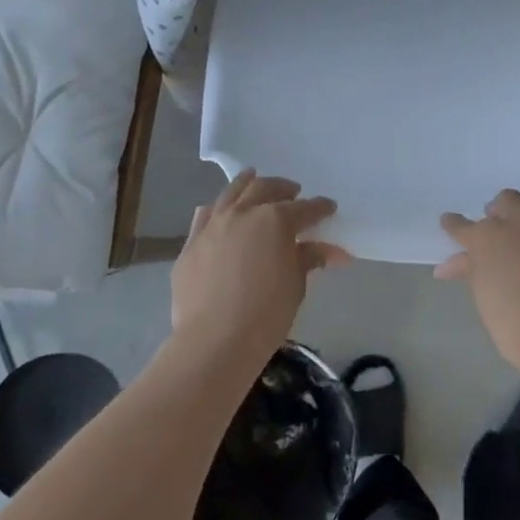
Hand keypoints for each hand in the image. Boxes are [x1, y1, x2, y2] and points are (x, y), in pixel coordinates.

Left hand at [170, 170, 346, 369]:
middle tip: (294, 192)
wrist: (214, 341)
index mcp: (275, 220)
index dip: (319, 208)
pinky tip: (221, 210)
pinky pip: (205, 216)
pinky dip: (218, 208)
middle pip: (265, 189)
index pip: (305, 209)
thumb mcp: (296, 286)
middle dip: (282, 188)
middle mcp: (243, 213)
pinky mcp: (191, 244)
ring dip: (247, 184)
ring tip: (254, 179)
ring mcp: (213, 226)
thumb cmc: (266, 314)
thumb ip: (308, 260)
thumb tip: (327, 251)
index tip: (329, 208)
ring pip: (231, 193)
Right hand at [439, 190, 519, 377]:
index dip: (455, 226)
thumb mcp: (483, 299)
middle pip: (506, 200)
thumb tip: (449, 266)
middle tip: (501, 228)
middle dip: (501, 210)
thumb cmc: (514, 326)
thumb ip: (470, 272)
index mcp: (487, 237)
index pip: (462, 225)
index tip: (452, 225)